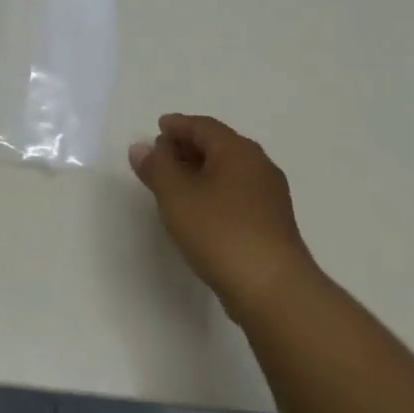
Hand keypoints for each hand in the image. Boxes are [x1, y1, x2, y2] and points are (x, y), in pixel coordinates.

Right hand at [129, 114, 319, 316]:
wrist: (271, 287)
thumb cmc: (219, 232)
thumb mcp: (176, 196)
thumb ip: (157, 167)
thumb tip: (142, 147)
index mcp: (237, 151)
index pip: (203, 126)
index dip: (178, 125)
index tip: (157, 129)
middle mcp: (258, 165)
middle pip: (219, 145)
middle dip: (188, 146)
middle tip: (161, 155)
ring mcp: (269, 195)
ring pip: (229, 170)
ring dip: (201, 170)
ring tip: (174, 184)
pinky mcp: (271, 222)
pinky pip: (237, 192)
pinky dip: (214, 190)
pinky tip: (199, 209)